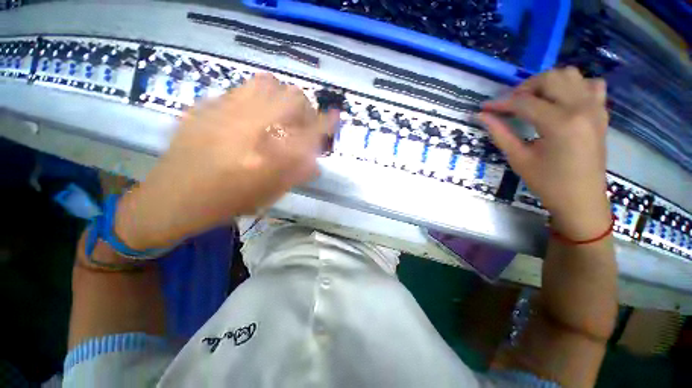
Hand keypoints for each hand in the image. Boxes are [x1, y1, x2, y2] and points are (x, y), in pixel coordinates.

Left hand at [114, 74, 337, 249]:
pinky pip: (243, 88)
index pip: (310, 133)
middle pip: (293, 98)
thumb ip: (296, 175)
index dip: (327, 123)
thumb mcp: (269, 195)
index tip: (336, 117)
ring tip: (280, 114)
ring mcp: (225, 112)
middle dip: (306, 109)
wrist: (172, 198)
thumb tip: (316, 162)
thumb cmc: (227, 203)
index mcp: (268, 159)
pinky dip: (260, 97)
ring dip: (283, 97)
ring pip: (269, 83)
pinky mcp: (207, 105)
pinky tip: (254, 114)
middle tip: (302, 124)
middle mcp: (250, 129)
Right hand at [479, 67, 610, 239]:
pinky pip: (590, 84)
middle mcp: (581, 108)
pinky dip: (573, 86)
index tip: (484, 108)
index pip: (524, 102)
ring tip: (534, 102)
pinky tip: (561, 102)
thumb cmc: (547, 183)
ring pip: (570, 75)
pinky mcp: (601, 112)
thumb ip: (500, 133)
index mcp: (560, 123)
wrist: (582, 199)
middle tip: (511, 107)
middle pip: (550, 78)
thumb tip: (481, 116)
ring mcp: (595, 107)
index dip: (500, 104)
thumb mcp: (518, 158)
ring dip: (547, 84)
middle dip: (525, 88)